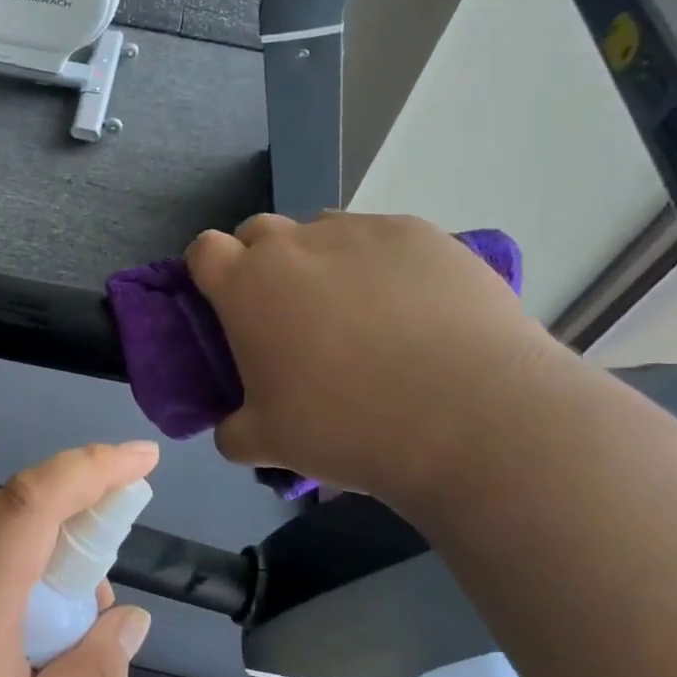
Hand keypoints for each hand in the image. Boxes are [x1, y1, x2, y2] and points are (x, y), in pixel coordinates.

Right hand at [186, 212, 559, 504]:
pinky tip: (414, 310)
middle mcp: (295, 244)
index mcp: (246, 286)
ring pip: (322, 232)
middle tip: (290, 314)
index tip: (228, 305)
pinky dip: (383, 265)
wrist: (473, 416)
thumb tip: (232, 427)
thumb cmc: (348, 426)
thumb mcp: (269, 444)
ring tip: (360, 313)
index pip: (204, 250)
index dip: (210, 272)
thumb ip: (233, 429)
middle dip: (262, 262)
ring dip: (322, 261)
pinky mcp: (421, 234)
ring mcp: (360, 232)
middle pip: (259, 231)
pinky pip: (383, 239)